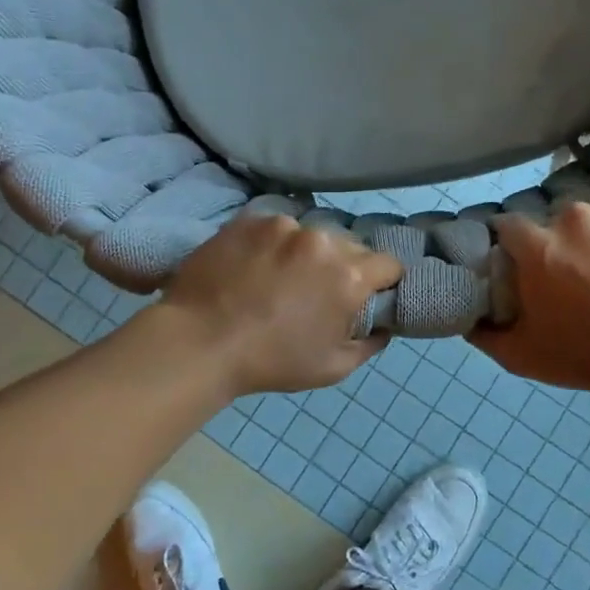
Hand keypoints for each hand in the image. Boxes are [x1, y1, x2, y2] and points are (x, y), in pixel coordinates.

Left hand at [159, 214, 402, 396]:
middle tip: (318, 291)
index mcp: (349, 276)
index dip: (383, 281)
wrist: (200, 342)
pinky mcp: (250, 220)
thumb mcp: (332, 368)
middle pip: (351, 246)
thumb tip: (384, 327)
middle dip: (344, 266)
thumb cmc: (271, 361)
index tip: (368, 295)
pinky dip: (272, 244)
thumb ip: (370, 344)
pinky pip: (275, 228)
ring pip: (311, 235)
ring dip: (307, 253)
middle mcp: (323, 241)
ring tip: (280, 277)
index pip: (389, 264)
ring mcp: (284, 226)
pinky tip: (254, 266)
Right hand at [472, 200, 589, 397]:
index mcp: (540, 245)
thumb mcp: (523, 356)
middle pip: (560, 221)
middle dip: (563, 242)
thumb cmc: (589, 356)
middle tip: (578, 276)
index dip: (515, 246)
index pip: (510, 227)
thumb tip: (468, 318)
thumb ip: (485, 334)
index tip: (524, 264)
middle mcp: (577, 217)